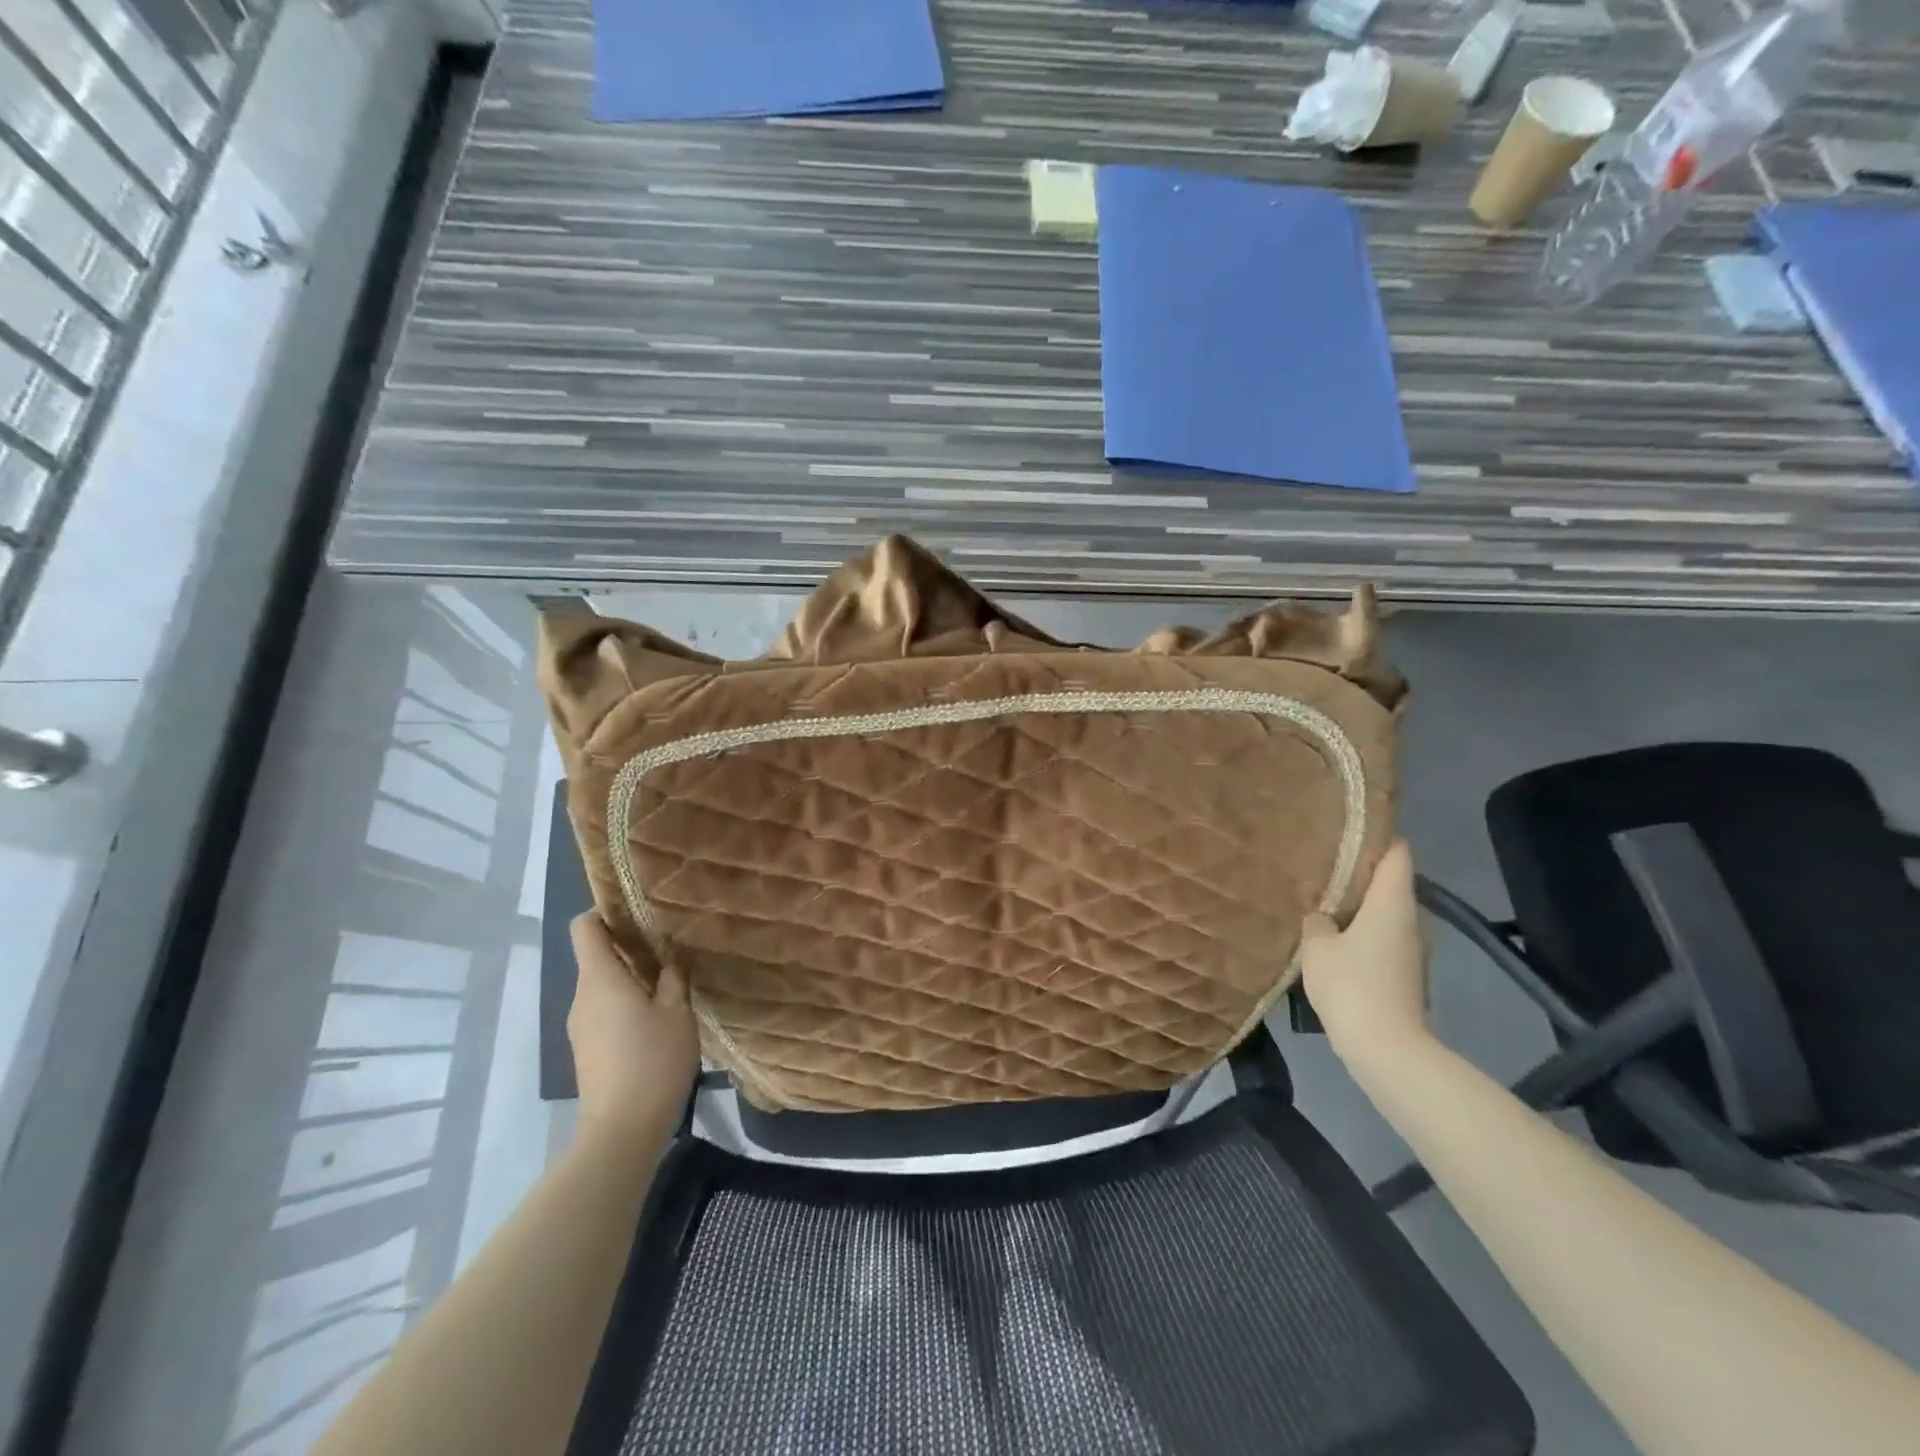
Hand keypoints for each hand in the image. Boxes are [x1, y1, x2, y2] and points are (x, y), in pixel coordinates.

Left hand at [568, 912, 699, 1143]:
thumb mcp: (677, 1012)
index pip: (584, 927)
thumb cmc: (652, 1061)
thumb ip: (673, 977)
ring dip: (630, 975)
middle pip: (596, 955)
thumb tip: (671, 955)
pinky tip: (657, 1013)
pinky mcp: (588, 1048)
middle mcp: (582, 996)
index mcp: (599, 979)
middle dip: (629, 944)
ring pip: (602, 984)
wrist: (622, 1130)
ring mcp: (581, 1025)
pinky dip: (626, 1001)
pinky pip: (604, 1008)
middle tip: (668, 942)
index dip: (605, 911)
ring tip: (668, 977)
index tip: (638, 909)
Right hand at [1299, 841, 1432, 1067]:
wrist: (1386, 1048)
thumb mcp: (1317, 946)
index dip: (1379, 835)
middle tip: (1325, 863)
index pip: (1398, 853)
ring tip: (1324, 899)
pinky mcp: (1405, 975)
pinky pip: (1382, 939)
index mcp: (1392, 902)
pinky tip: (1333, 938)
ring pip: (1385, 914)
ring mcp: (1411, 950)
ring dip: (1360, 906)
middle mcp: (1410, 920)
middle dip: (1361, 872)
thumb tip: (1322, 916)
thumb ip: (1317, 921)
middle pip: (1391, 883)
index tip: (1351, 826)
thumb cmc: (1351, 985)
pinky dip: (1362, 932)